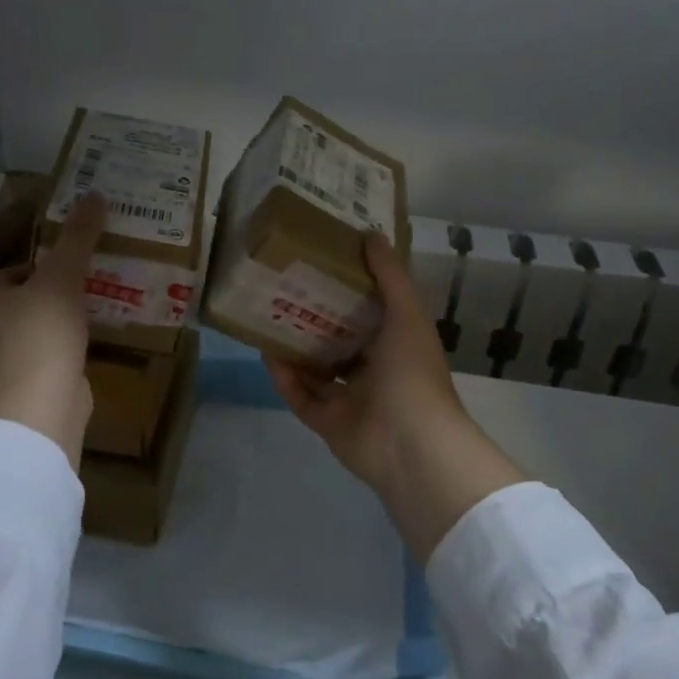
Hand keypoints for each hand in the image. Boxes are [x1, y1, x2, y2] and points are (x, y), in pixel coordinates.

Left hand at [0, 192, 105, 467]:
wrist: (42, 401)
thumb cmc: (43, 330)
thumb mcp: (64, 275)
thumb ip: (78, 237)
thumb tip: (94, 195)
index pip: (4, 275)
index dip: (33, 267)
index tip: (64, 267)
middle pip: (13, 306)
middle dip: (41, 298)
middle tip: (78, 290)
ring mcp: (1, 366)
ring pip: (26, 336)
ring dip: (49, 328)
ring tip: (85, 319)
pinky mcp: (21, 390)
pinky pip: (40, 363)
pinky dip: (57, 356)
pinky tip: (82, 352)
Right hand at [265, 233, 524, 558]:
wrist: (410, 444)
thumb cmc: (412, 373)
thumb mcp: (406, 315)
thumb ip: (390, 276)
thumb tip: (371, 234)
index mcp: (396, 346)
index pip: (369, 313)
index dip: (348, 290)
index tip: (323, 264)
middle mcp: (374, 371)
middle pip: (338, 341)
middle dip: (314, 319)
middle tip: (284, 289)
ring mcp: (350, 400)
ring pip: (316, 370)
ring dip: (294, 349)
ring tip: (266, 319)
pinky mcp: (328, 424)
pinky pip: (301, 398)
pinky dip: (285, 379)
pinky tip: (266, 355)